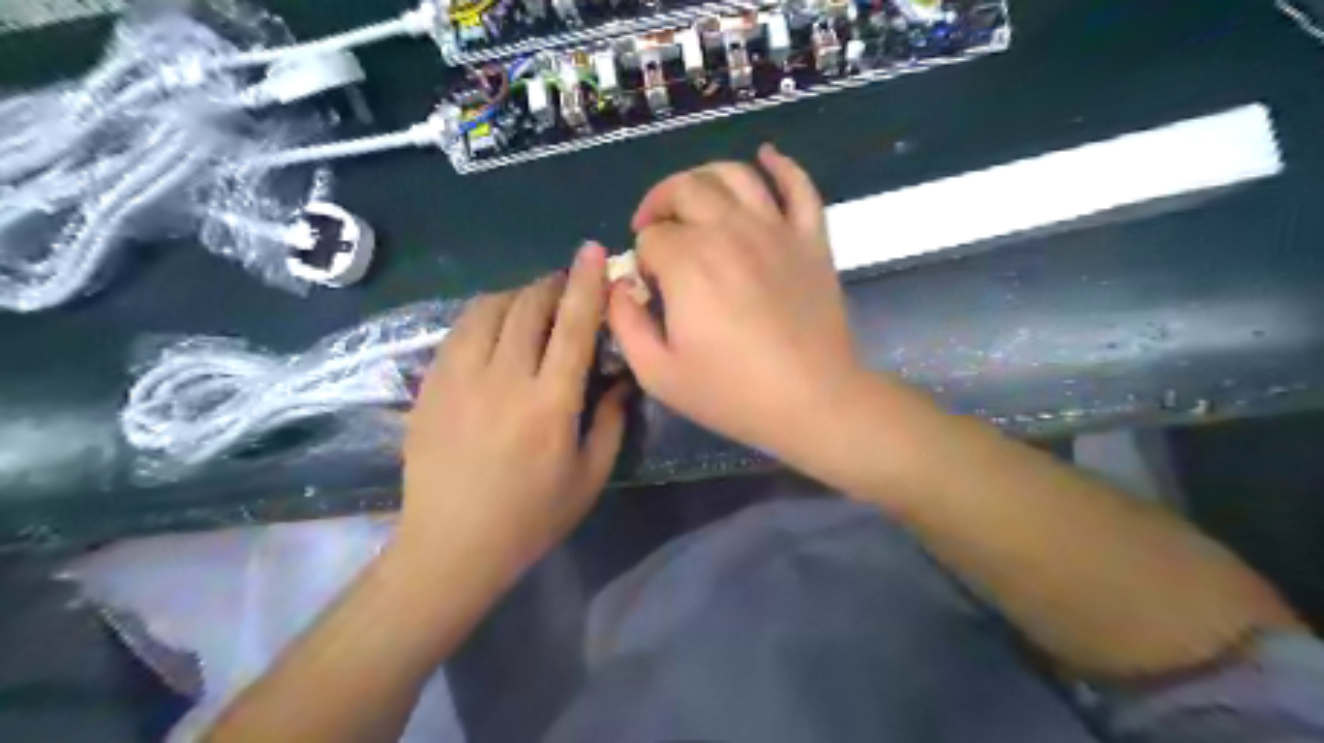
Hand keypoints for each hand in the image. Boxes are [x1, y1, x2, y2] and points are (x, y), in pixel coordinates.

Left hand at [400, 241, 625, 580]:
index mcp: (550, 404)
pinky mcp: (430, 386)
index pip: (573, 326)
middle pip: (528, 307)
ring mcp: (459, 380)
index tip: (593, 251)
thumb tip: (623, 378)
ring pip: (488, 310)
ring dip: (516, 295)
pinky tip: (494, 325)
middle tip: (566, 284)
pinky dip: (482, 315)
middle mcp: (504, 380)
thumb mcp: (590, 476)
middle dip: (551, 284)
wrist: (451, 546)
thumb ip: (611, 421)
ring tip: (531, 302)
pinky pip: (458, 330)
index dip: (587, 284)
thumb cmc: (531, 517)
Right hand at [608, 145, 864, 464]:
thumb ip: (625, 323)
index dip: (642, 257)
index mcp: (688, 262)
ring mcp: (775, 229)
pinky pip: (798, 185)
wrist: (812, 401)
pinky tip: (766, 156)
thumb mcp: (657, 373)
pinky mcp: (810, 238)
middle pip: (684, 189)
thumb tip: (618, 287)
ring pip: (734, 175)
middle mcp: (728, 230)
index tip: (649, 286)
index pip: (651, 237)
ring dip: (704, 176)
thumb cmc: (732, 393)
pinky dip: (780, 165)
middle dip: (659, 203)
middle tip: (654, 229)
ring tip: (693, 198)